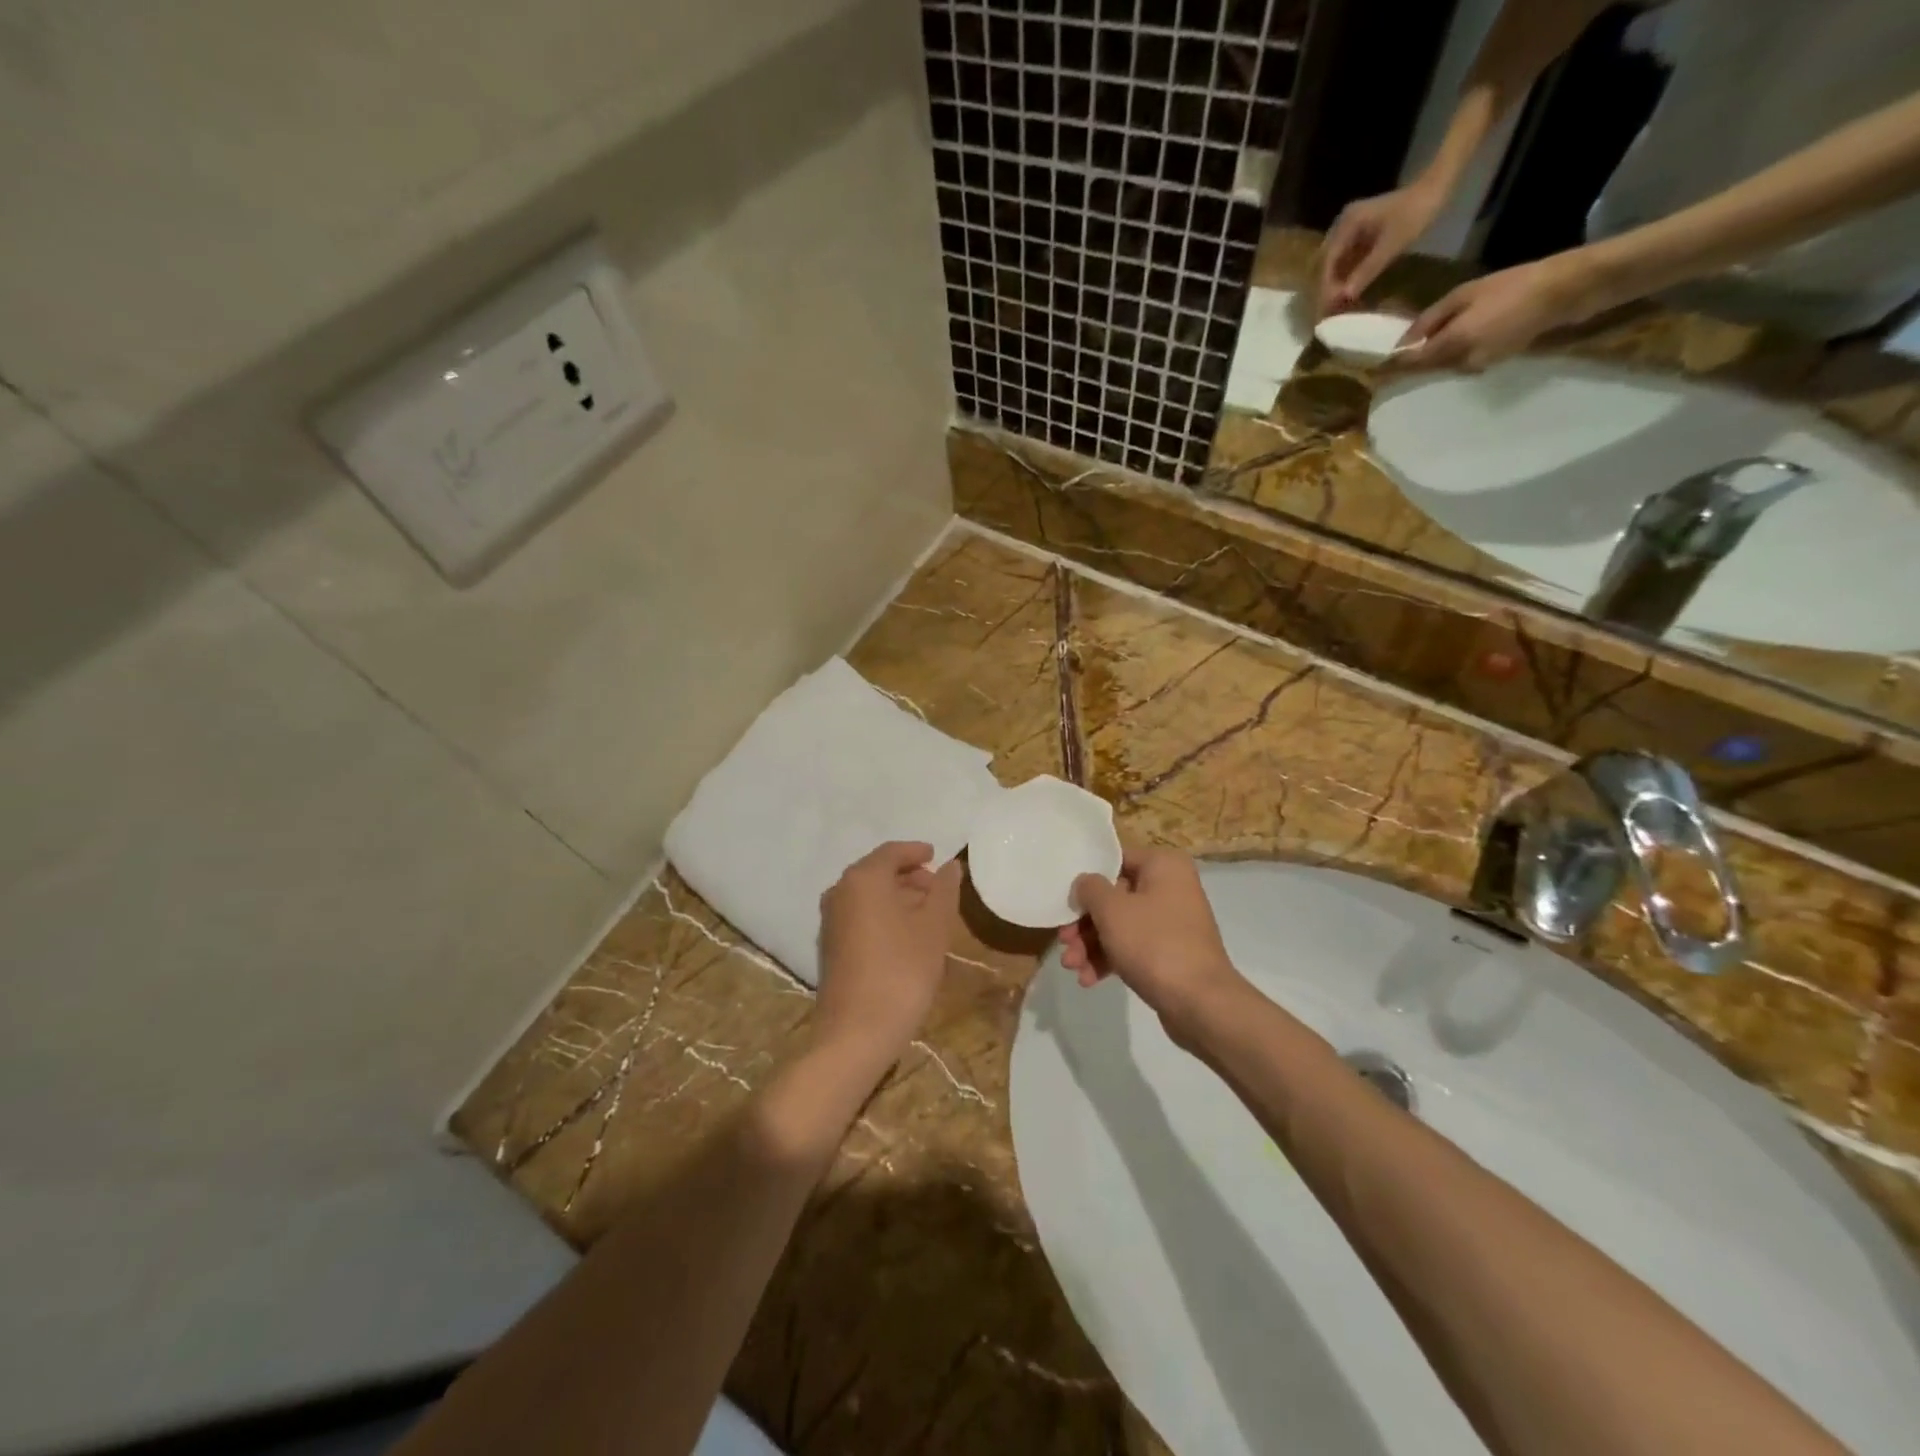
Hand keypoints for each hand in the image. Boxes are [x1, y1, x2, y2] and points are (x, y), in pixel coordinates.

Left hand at [815, 841, 962, 1073]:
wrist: (856, 1033)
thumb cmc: (902, 971)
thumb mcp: (934, 927)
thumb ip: (944, 890)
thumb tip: (951, 866)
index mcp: (863, 879)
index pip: (892, 852)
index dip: (917, 852)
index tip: (937, 856)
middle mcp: (840, 892)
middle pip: (877, 872)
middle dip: (909, 876)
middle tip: (938, 889)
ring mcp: (830, 920)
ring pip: (868, 895)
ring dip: (897, 897)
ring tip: (928, 914)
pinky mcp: (830, 946)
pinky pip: (860, 916)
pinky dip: (883, 915)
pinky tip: (906, 936)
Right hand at [1063, 847, 1244, 1041]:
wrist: (1200, 1003)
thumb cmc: (1154, 944)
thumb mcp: (1112, 910)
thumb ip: (1090, 889)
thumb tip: (1085, 883)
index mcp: (1164, 866)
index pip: (1115, 861)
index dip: (1087, 880)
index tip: (1066, 901)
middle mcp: (1172, 887)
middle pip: (1115, 897)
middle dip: (1085, 924)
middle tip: (1064, 942)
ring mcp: (1172, 922)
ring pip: (1121, 925)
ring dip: (1092, 945)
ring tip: (1072, 967)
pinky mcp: (1170, 953)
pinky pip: (1133, 948)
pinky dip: (1110, 960)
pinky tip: (1088, 979)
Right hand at [1317, 182, 1445, 316]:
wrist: (1437, 188)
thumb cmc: (1415, 214)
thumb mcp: (1391, 245)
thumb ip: (1366, 271)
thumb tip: (1343, 297)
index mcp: (1347, 224)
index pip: (1327, 261)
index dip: (1326, 286)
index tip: (1328, 308)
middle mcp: (1343, 226)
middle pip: (1327, 263)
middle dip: (1328, 287)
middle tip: (1330, 311)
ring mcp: (1352, 229)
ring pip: (1336, 263)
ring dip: (1336, 283)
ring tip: (1338, 305)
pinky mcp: (1361, 234)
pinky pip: (1347, 259)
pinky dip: (1347, 276)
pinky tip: (1350, 291)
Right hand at [1393, 252, 1604, 372]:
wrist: (1575, 288)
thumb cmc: (1513, 309)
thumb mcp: (1464, 334)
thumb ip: (1429, 351)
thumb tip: (1395, 364)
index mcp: (1450, 302)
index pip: (1414, 332)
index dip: (1402, 353)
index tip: (1390, 378)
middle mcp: (1467, 304)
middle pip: (1437, 337)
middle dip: (1427, 359)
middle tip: (1418, 387)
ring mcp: (1493, 310)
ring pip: (1462, 342)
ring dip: (1455, 361)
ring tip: (1448, 385)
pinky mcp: (1517, 317)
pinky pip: (1487, 343)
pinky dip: (1481, 357)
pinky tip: (1481, 370)